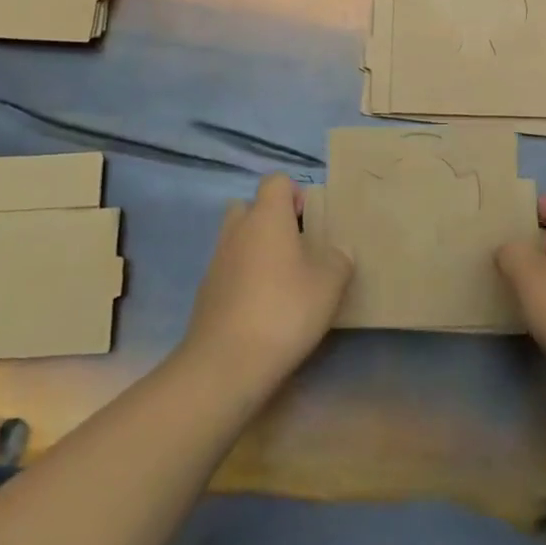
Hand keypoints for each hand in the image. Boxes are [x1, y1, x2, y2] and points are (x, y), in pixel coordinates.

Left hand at [179, 173, 351, 399]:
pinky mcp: (206, 292)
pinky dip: (244, 278)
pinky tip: (263, 308)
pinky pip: (229, 270)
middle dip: (272, 220)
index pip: (276, 181)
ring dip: (257, 250)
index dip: (295, 193)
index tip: (311, 220)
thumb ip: (339, 259)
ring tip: (283, 280)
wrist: (225, 363)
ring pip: (238, 239)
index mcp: (267, 216)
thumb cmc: (284, 310)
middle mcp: (238, 229)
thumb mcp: (330, 284)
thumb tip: (338, 251)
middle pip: (251, 207)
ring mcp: (217, 261)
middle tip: (297, 246)